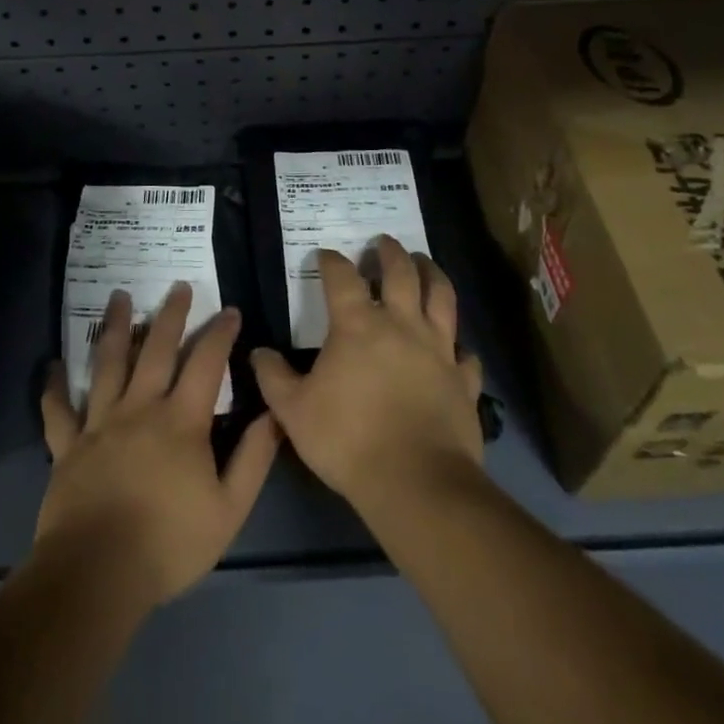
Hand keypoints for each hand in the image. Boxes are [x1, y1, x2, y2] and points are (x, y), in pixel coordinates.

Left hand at [37, 284, 279, 610]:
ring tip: (119, 297)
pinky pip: (59, 410)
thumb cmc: (168, 544)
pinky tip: (53, 366)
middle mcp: (140, 408)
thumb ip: (253, 459)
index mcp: (181, 421)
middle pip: (156, 349)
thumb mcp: (229, 509)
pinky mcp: (67, 446)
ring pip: (108, 364)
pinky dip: (55, 387)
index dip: (220, 333)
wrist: (97, 574)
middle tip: (177, 287)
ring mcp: (99, 423)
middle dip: (171, 315)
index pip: (206, 363)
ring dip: (115, 327)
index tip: (230, 310)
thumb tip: (274, 415)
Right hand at [251, 238, 483, 515]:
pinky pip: (466, 354)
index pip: (342, 278)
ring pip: (442, 298)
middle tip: (383, 242)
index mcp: (358, 326)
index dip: (332, 261)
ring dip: (433, 274)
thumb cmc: (348, 440)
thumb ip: (273, 377)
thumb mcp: (293, 411)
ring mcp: (438, 350)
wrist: (415, 482)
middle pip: (401, 273)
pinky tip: (455, 347)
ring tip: (425, 263)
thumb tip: (258, 352)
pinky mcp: (463, 380)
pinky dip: (459, 345)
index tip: (325, 255)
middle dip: (390, 252)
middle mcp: (402, 325)